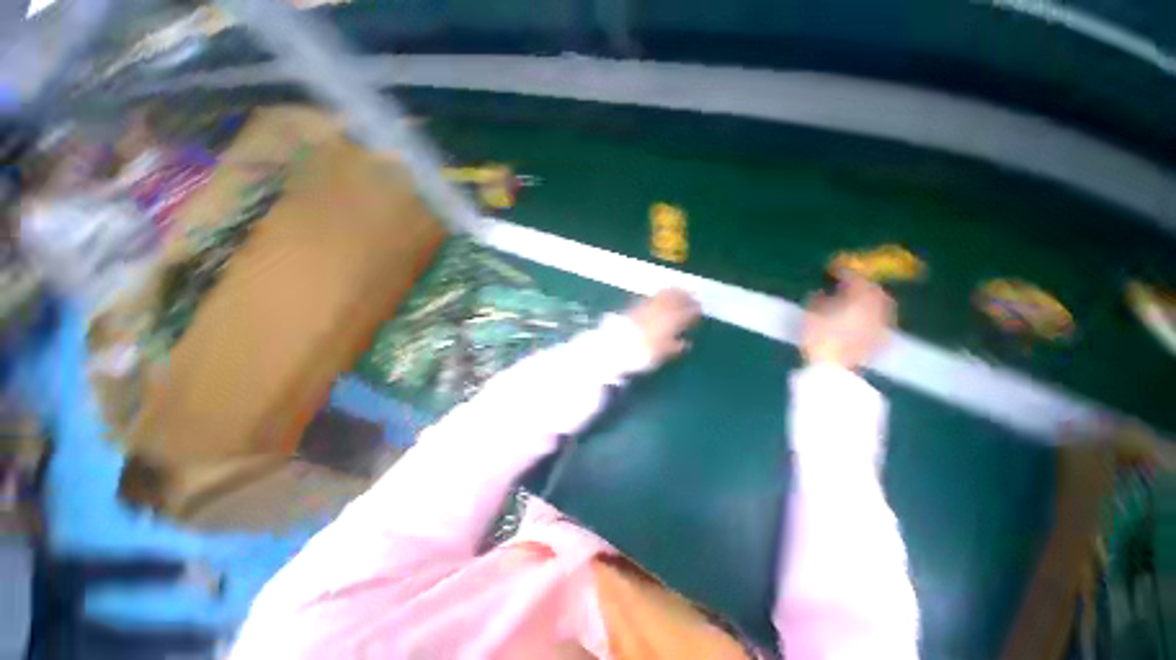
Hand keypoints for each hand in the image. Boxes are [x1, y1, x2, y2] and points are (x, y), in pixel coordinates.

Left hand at [625, 289, 701, 366]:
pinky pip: (650, 298)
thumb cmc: (636, 356)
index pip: (682, 316)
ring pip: (662, 298)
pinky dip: (659, 293)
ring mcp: (644, 310)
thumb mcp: (657, 356)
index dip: (692, 312)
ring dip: (673, 293)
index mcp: (664, 327)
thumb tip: (686, 343)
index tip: (700, 310)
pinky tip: (662, 293)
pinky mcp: (634, 309)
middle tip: (694, 296)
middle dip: (684, 299)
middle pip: (673, 303)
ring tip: (681, 290)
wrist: (612, 348)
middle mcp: (656, 315)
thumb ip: (672, 348)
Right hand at [802, 273, 894, 369]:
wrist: (834, 369)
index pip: (855, 278)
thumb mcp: (811, 315)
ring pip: (882, 305)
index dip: (845, 271)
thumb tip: (823, 291)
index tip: (835, 268)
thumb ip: (818, 299)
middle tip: (850, 284)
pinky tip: (863, 320)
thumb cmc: (819, 338)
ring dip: (870, 299)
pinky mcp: (882, 340)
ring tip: (856, 301)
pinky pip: (881, 321)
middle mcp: (877, 308)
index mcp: (859, 299)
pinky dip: (873, 315)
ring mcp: (882, 325)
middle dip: (864, 285)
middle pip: (875, 290)